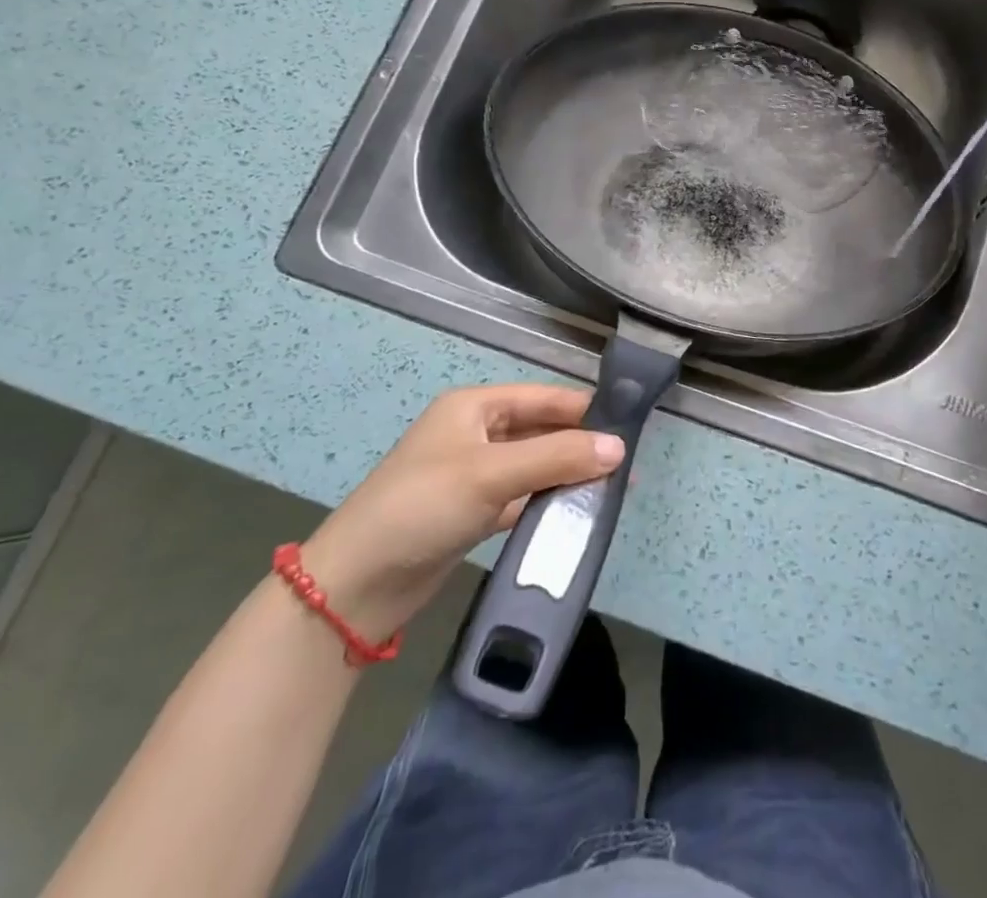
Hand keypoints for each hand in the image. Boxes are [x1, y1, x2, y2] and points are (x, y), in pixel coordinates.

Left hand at [299, 384, 622, 639]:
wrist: (354, 587)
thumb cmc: (421, 508)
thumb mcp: (491, 475)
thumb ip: (557, 457)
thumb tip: (620, 448)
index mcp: (475, 406)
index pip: (544, 398)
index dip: (586, 410)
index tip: (632, 426)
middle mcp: (476, 433)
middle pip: (542, 431)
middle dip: (581, 446)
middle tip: (628, 465)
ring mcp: (475, 474)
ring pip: (535, 465)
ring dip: (568, 475)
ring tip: (614, 489)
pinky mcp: (474, 511)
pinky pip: (523, 496)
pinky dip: (548, 501)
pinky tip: (579, 512)